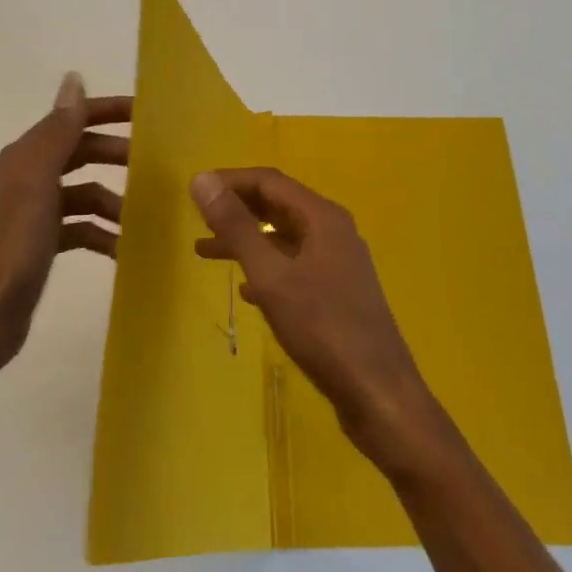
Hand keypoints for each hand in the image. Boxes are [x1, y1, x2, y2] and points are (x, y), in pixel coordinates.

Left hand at [0, 73, 130, 378]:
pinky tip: (124, 248)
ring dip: (114, 201)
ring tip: (143, 218)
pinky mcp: (43, 242)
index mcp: (26, 157)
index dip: (107, 111)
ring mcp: (36, 212)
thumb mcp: (39, 182)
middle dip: (117, 155)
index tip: (147, 113)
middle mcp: (29, 177)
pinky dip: (103, 233)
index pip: (72, 118)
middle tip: (155, 165)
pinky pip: (82, 227)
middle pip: (82, 152)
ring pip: (86, 192)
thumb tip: (74, 78)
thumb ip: (58, 131)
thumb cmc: (16, 245)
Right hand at [190, 167, 440, 470]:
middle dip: (237, 210)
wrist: (377, 392)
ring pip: (284, 239)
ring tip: (206, 253)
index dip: (230, 181)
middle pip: (278, 206)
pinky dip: (267, 270)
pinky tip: (246, 291)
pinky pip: (295, 267)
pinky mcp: (339, 293)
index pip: (270, 181)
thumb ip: (236, 227)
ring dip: (247, 241)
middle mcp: (334, 232)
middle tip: (198, 219)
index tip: (194, 191)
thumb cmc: (322, 328)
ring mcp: (339, 263)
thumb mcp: (271, 275)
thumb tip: (202, 180)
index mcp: (322, 218)